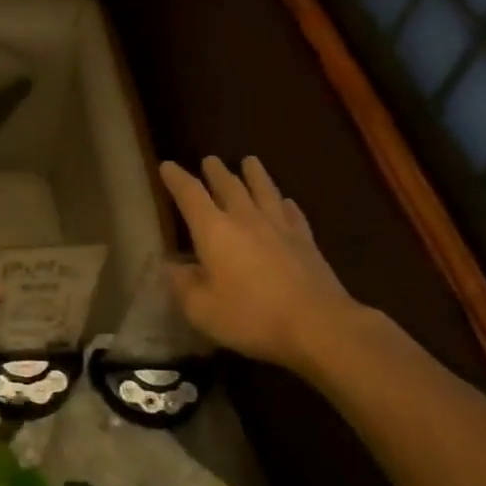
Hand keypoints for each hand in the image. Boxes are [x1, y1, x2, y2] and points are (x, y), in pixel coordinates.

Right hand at [160, 156, 358, 377]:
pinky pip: (293, 214)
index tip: (167, 165)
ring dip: (254, 174)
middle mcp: (246, 219)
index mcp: (214, 231)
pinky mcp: (306, 242)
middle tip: (210, 160)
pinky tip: (286, 201)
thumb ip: (182, 285)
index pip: (190, 195)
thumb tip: (169, 266)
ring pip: (264, 191)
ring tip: (250, 161)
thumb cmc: (251, 316)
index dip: (176, 178)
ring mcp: (280, 228)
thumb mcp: (201, 309)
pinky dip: (286, 204)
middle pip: (229, 186)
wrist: (318, 325)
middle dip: (216, 172)